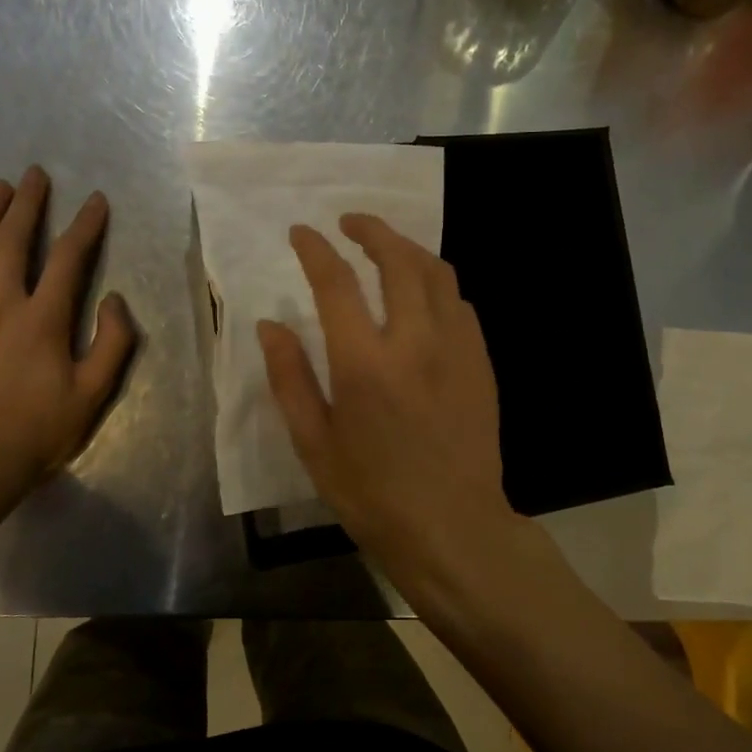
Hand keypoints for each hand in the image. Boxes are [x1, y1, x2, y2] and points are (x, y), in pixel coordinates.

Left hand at [0, 167, 135, 514]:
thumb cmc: (39, 429)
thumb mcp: (93, 393)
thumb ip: (112, 343)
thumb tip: (113, 300)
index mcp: (44, 320)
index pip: (69, 260)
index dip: (85, 226)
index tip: (95, 200)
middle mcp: (2, 306)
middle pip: (13, 242)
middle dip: (27, 204)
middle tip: (34, 175)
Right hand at [257, 214, 521, 584]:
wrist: (453, 528)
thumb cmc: (372, 495)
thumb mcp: (314, 443)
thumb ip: (289, 378)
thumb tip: (270, 325)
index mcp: (364, 364)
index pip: (336, 283)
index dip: (315, 249)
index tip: (302, 232)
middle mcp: (415, 343)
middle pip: (397, 260)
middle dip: (371, 229)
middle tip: (350, 223)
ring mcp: (457, 349)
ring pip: (437, 273)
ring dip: (408, 249)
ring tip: (386, 248)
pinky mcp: (481, 363)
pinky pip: (460, 304)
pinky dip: (437, 285)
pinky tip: (423, 296)